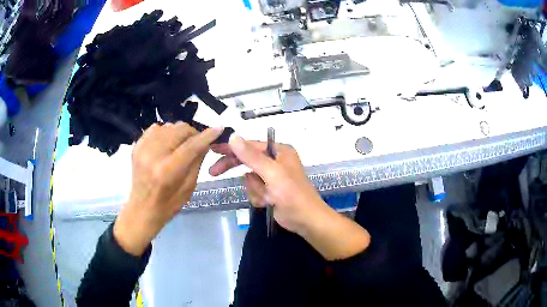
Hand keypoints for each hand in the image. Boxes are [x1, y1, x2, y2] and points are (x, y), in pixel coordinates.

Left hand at [114, 122, 223, 255]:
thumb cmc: (168, 204)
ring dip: (178, 133)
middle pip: (179, 130)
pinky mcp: (137, 146)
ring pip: (168, 126)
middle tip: (196, 143)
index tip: (219, 128)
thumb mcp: (189, 187)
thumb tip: (205, 142)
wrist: (142, 209)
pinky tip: (166, 144)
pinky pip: (155, 128)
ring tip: (180, 145)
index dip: (207, 135)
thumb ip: (197, 161)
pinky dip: (165, 133)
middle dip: (192, 133)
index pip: (192, 145)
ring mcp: (143, 149)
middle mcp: (154, 155)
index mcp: (168, 171)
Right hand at [210, 137, 323, 232]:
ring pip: (249, 179)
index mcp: (279, 151)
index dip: (230, 147)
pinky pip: (254, 190)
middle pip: (246, 160)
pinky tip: (268, 202)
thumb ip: (251, 156)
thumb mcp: (271, 173)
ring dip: (255, 189)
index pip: (249, 145)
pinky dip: (258, 197)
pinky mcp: (270, 190)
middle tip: (213, 172)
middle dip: (235, 169)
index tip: (213, 149)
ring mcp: (272, 177)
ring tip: (267, 196)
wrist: (305, 220)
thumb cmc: (292, 194)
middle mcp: (275, 161)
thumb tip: (233, 137)